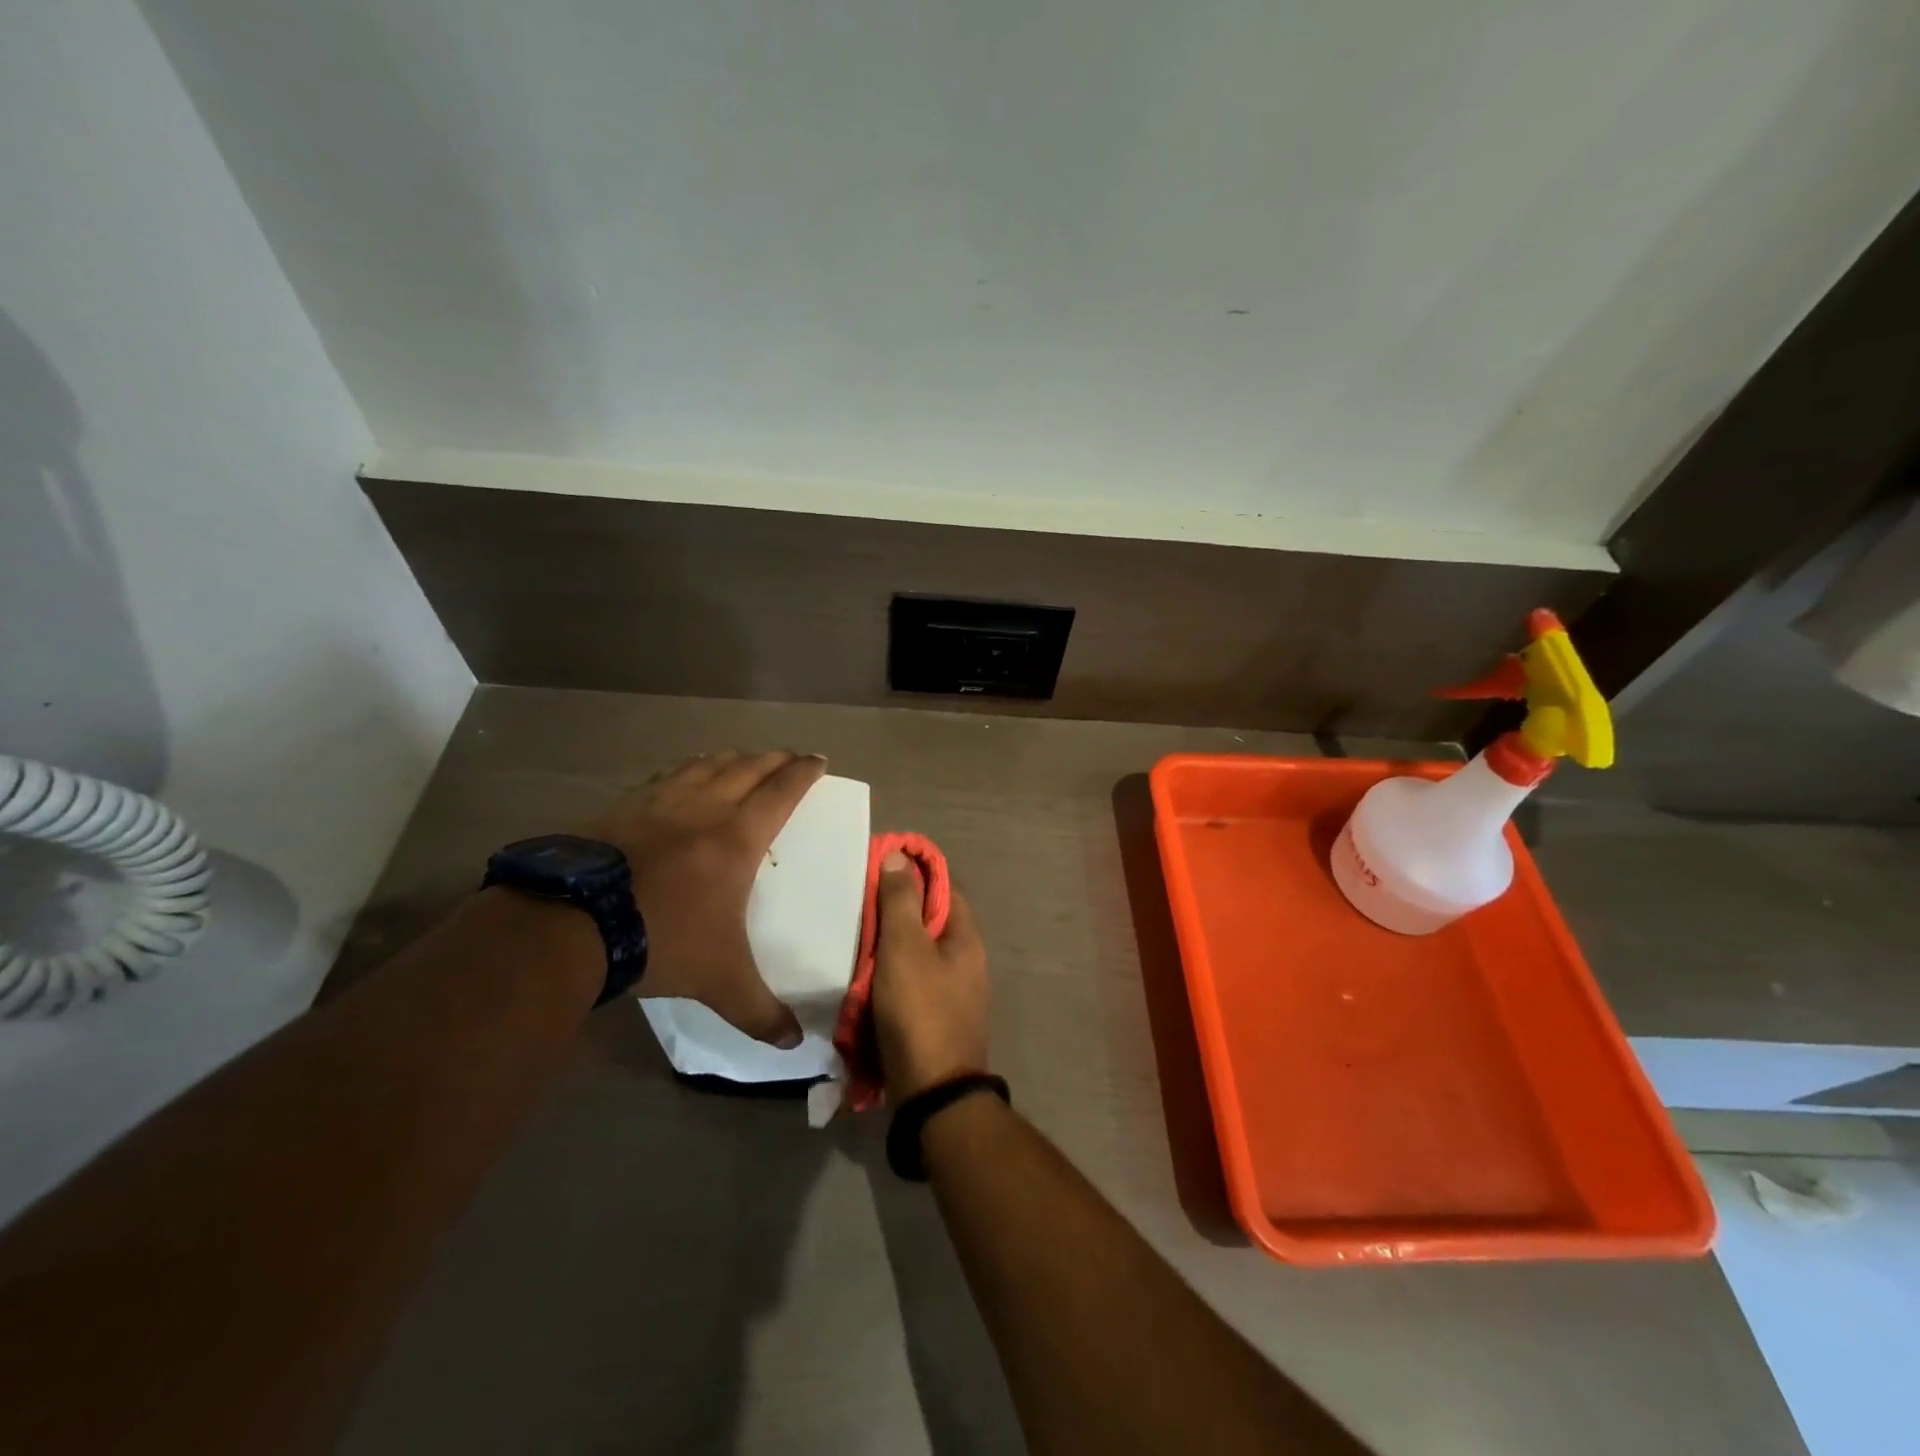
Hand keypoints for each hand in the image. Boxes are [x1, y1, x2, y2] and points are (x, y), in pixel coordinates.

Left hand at [585, 750, 824, 1046]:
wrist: (571, 924)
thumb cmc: (661, 941)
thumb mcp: (719, 981)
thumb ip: (759, 1011)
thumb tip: (795, 1045)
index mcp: (737, 839)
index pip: (781, 791)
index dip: (803, 772)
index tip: (818, 760)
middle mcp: (704, 808)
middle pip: (747, 768)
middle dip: (774, 759)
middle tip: (789, 757)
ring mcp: (660, 802)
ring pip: (706, 764)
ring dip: (732, 758)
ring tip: (742, 758)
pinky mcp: (623, 806)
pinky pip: (666, 776)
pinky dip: (687, 769)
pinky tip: (682, 776)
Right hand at [870, 851, 990, 1100]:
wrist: (932, 1094)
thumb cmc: (920, 1012)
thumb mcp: (905, 949)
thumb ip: (900, 901)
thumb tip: (899, 855)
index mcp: (965, 938)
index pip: (943, 885)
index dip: (914, 870)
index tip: (878, 863)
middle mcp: (964, 960)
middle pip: (927, 919)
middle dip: (894, 909)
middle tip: (855, 901)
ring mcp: (951, 992)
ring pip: (915, 953)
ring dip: (886, 944)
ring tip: (850, 934)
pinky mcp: (932, 1018)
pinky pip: (907, 982)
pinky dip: (885, 975)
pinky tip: (859, 976)